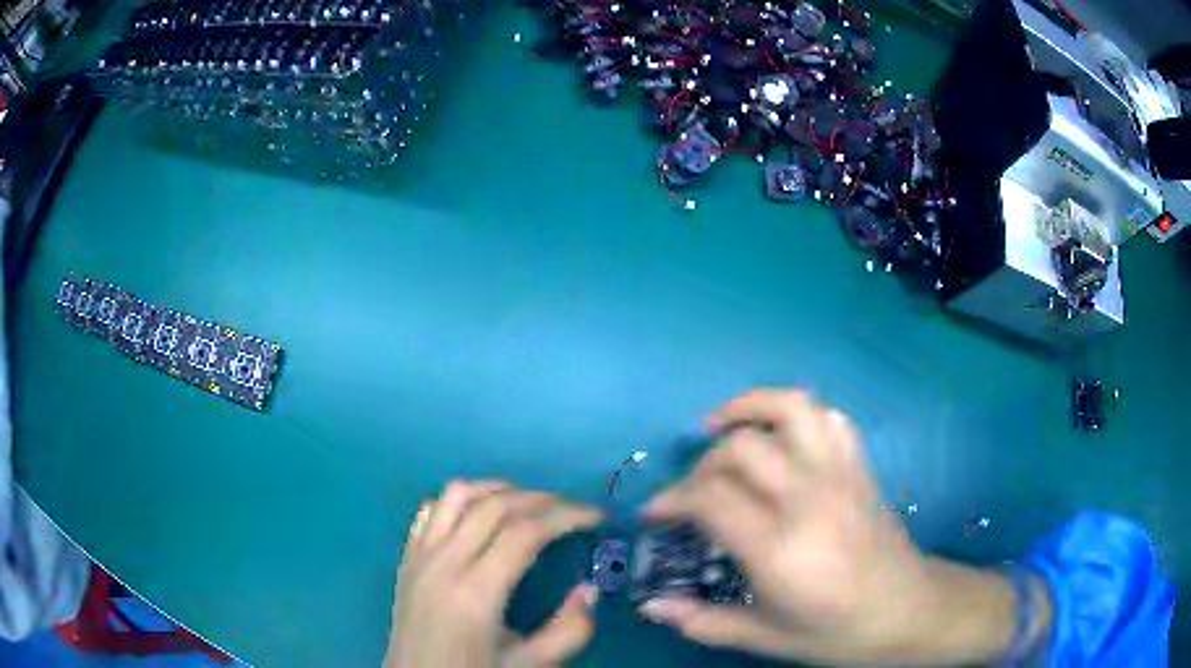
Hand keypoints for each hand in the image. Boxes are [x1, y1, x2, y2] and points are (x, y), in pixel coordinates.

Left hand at [386, 481, 602, 667]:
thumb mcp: (531, 665)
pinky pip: (430, 511)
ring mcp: (419, 556)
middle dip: (541, 499)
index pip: (525, 532)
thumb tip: (588, 589)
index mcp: (476, 593)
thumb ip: (569, 631)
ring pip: (457, 495)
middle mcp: (444, 563)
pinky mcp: (406, 558)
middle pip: (494, 505)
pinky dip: (459, 500)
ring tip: (529, 502)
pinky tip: (479, 515)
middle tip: (572, 509)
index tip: (596, 517)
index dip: (566, 516)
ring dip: (497, 489)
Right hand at [639, 389, 1032, 665]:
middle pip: (740, 449)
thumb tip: (650, 607)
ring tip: (723, 428)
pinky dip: (798, 413)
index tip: (655, 514)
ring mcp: (840, 475)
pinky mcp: (860, 467)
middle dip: (701, 465)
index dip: (671, 499)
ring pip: (790, 410)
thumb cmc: (837, 632)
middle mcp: (809, 499)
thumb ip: (704, 622)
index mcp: (780, 549)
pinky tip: (781, 437)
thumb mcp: (765, 638)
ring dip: (749, 408)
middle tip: (692, 494)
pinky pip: (829, 418)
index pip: (710, 499)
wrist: (909, 611)